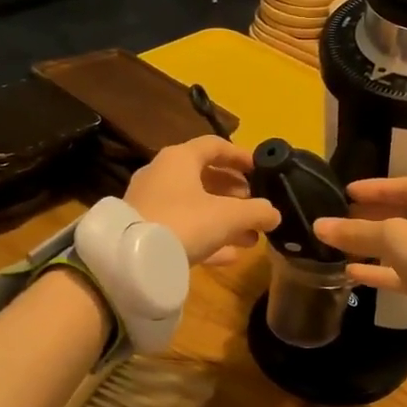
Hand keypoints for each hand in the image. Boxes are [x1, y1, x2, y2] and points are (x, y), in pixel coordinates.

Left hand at [124, 136, 281, 265]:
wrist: (132, 260)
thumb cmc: (185, 222)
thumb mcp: (229, 216)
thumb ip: (257, 212)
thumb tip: (275, 214)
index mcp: (180, 158)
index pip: (215, 146)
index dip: (241, 156)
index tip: (260, 170)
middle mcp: (162, 174)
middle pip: (205, 177)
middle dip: (235, 194)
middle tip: (256, 207)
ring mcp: (150, 203)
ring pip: (195, 206)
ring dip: (224, 219)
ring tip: (250, 237)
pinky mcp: (145, 230)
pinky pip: (183, 227)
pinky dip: (206, 237)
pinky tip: (229, 256)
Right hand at [313, 176, 406, 320]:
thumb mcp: (392, 236)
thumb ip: (356, 231)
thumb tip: (319, 226)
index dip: (377, 187)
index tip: (348, 192)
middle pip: (404, 216)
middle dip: (371, 217)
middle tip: (342, 217)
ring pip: (401, 247)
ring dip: (372, 245)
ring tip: (341, 245)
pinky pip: (402, 273)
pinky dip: (378, 271)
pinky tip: (351, 273)